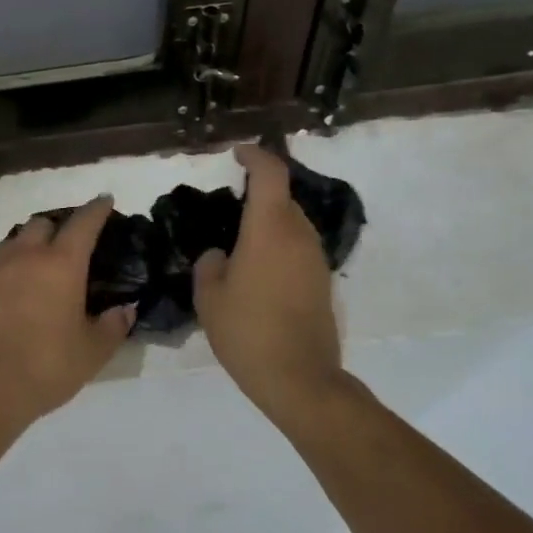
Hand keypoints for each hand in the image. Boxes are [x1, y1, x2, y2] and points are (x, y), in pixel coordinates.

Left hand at [0, 197, 134, 428]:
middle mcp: (25, 257)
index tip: (104, 201)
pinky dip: (7, 273)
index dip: (97, 209)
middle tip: (69, 245)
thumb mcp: (92, 352)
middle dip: (58, 227)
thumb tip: (125, 309)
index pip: (83, 223)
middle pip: (42, 223)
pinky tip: (11, 297)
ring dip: (28, 246)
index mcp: (61, 264)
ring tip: (38, 267)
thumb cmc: (46, 366)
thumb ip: (113, 326)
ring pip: (12, 242)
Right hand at [193, 145, 344, 417]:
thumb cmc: (247, 331)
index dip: (255, 156)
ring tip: (239, 242)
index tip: (237, 153)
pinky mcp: (323, 282)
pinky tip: (257, 271)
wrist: (299, 378)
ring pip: (292, 224)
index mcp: (270, 229)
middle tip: (227, 207)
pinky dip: (279, 246)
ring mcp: (316, 259)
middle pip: (283, 198)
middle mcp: (299, 236)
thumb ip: (209, 264)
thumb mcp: (209, 297)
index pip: (270, 174)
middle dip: (258, 193)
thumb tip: (220, 255)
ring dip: (269, 222)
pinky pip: (298, 248)